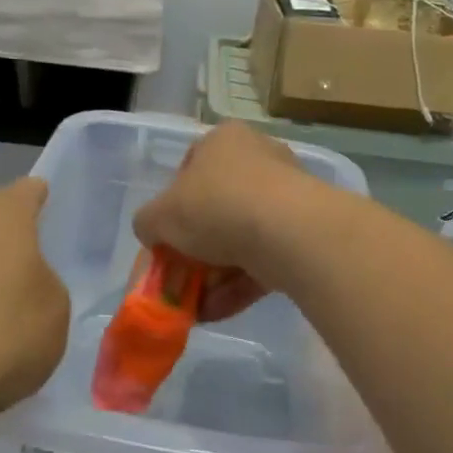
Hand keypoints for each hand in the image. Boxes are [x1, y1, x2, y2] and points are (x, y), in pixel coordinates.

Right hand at [133, 123, 319, 320]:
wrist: (288, 231)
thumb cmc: (216, 206)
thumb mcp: (160, 215)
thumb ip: (148, 223)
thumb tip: (152, 232)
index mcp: (224, 140)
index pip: (190, 168)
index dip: (173, 206)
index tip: (165, 237)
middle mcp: (259, 158)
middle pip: (217, 207)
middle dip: (196, 249)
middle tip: (180, 278)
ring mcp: (286, 195)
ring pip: (241, 238)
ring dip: (215, 274)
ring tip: (195, 307)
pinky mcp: (304, 231)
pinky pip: (264, 258)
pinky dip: (239, 284)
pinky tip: (217, 312)